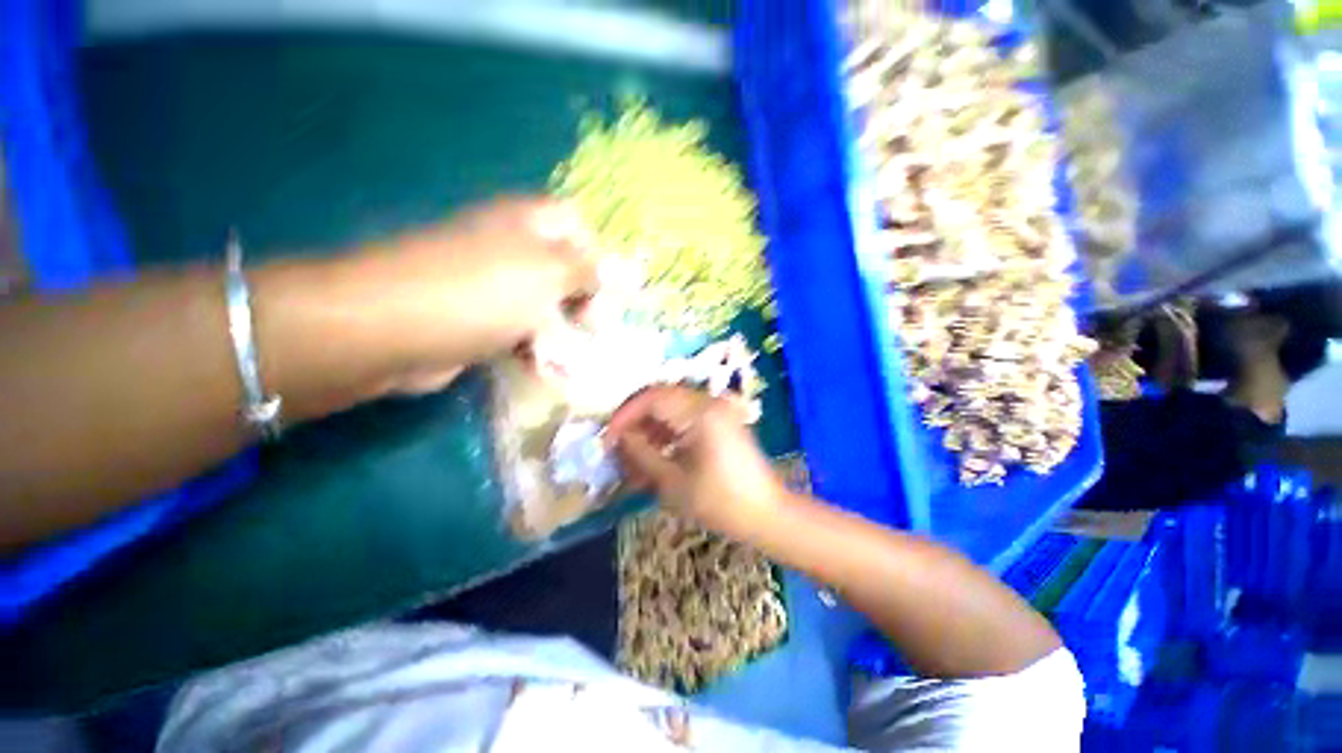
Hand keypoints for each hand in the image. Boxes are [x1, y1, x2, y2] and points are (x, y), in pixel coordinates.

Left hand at [350, 197, 599, 393]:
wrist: (394, 330)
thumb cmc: (484, 292)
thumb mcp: (550, 272)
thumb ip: (589, 270)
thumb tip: (614, 272)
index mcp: (528, 223)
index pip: (577, 224)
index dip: (599, 253)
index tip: (610, 289)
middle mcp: (510, 248)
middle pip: (563, 268)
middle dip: (584, 299)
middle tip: (593, 325)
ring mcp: (492, 285)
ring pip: (544, 304)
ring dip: (562, 329)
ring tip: (568, 352)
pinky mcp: (478, 319)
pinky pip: (519, 329)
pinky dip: (534, 348)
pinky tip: (540, 364)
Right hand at [606, 386, 785, 537]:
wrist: (769, 515)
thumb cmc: (721, 503)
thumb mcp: (673, 482)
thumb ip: (641, 454)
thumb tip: (618, 438)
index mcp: (701, 412)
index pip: (652, 397)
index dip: (625, 415)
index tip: (607, 439)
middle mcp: (710, 402)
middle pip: (661, 400)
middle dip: (636, 424)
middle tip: (619, 451)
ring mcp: (718, 410)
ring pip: (672, 410)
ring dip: (651, 432)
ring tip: (635, 463)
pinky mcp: (721, 422)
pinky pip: (686, 420)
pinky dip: (668, 436)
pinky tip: (656, 460)